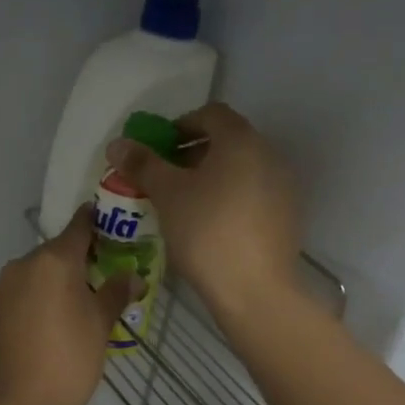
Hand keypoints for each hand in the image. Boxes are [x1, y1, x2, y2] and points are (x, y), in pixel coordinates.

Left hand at [0, 210, 136, 404]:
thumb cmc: (70, 359)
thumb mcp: (100, 324)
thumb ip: (116, 293)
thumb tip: (133, 277)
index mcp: (53, 260)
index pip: (78, 227)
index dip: (95, 222)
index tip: (109, 221)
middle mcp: (22, 265)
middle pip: (56, 252)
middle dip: (78, 260)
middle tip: (102, 276)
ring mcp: (2, 288)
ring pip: (36, 273)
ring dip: (56, 281)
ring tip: (78, 305)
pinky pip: (21, 293)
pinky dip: (38, 298)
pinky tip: (52, 323)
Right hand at [103, 102, 301, 321]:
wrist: (254, 290)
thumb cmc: (206, 231)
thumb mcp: (167, 195)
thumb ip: (143, 164)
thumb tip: (117, 144)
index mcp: (241, 141)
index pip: (211, 114)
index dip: (180, 125)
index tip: (158, 149)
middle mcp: (269, 155)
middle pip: (228, 141)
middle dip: (193, 154)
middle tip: (165, 177)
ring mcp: (283, 187)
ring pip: (241, 169)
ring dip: (211, 177)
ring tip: (183, 204)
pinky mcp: (287, 216)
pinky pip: (253, 194)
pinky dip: (229, 198)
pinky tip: (209, 225)